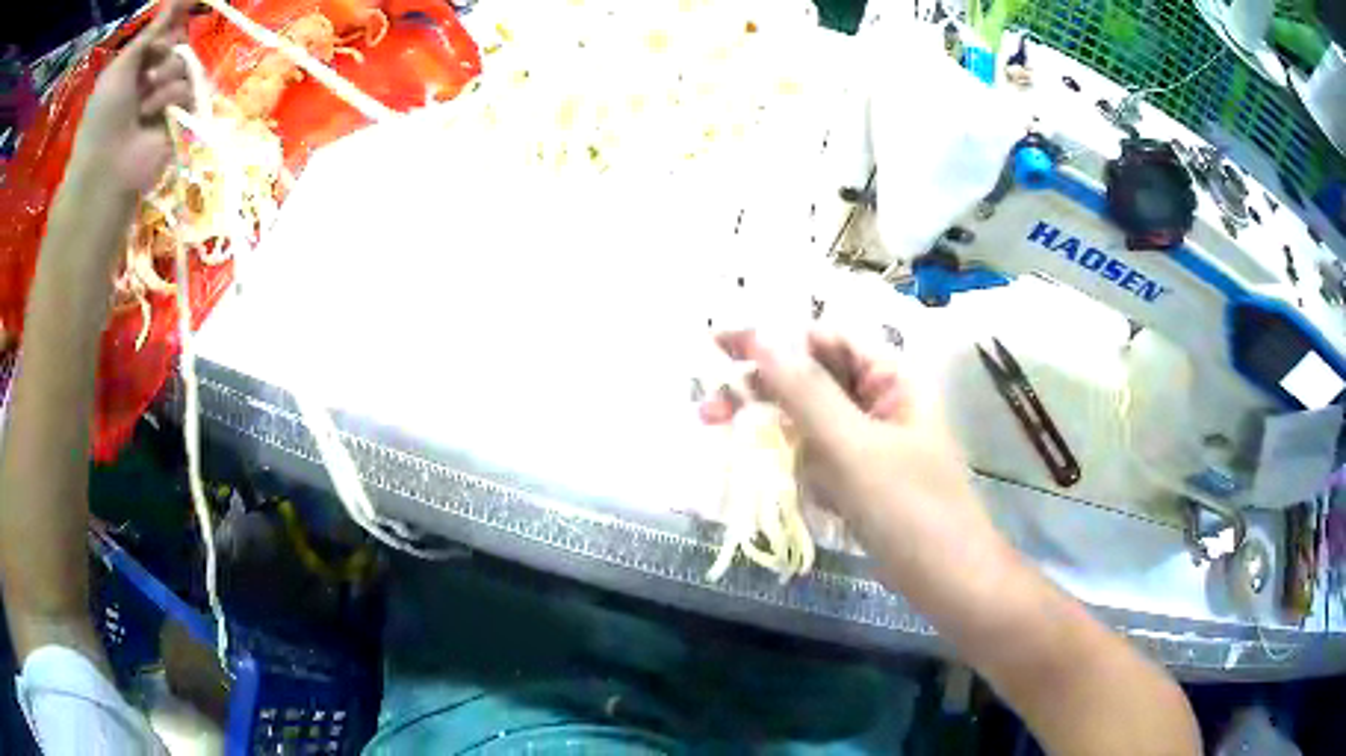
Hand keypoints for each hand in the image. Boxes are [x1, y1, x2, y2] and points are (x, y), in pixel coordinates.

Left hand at [70, 0, 195, 196]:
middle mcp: (149, 78)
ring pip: (182, 64)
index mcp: (133, 67)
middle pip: (175, 45)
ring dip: (165, 79)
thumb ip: (151, 31)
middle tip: (151, 68)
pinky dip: (170, 98)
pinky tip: (153, 115)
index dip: (173, 16)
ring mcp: (162, 98)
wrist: (106, 169)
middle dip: (165, 52)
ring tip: (144, 105)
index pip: (161, 33)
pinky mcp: (177, 116)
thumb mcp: (122, 65)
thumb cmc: (104, 115)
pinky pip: (188, 89)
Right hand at [700, 330, 981, 573]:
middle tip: (709, 410)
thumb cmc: (909, 510)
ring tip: (730, 440)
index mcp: (891, 377)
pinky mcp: (862, 475)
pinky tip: (782, 478)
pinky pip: (818, 454)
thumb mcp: (852, 447)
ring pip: (811, 419)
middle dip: (762, 389)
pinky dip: (795, 461)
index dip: (771, 337)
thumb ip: (805, 390)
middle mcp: (881, 399)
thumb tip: (759, 334)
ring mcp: (871, 440)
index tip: (717, 347)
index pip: (824, 338)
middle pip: (813, 377)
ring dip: (774, 427)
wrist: (948, 581)